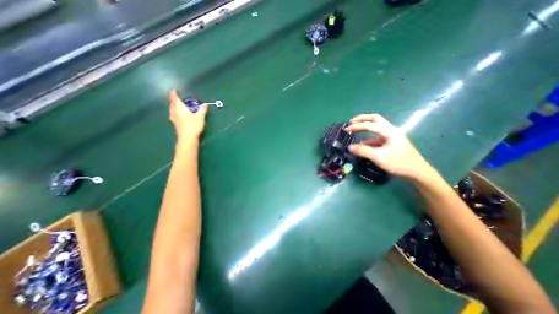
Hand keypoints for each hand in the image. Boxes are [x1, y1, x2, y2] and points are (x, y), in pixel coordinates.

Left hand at [169, 89, 208, 144]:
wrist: (187, 138)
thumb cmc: (193, 126)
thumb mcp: (200, 117)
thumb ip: (202, 110)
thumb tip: (205, 104)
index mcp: (179, 107)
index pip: (174, 98)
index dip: (174, 93)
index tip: (175, 90)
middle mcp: (174, 112)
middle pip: (172, 103)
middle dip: (174, 100)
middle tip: (179, 98)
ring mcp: (174, 118)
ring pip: (172, 109)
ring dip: (174, 106)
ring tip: (179, 106)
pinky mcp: (175, 124)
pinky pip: (174, 115)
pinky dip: (176, 112)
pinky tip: (180, 115)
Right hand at [346, 114, 430, 180]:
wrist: (416, 172)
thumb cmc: (399, 163)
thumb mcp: (379, 157)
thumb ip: (363, 151)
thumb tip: (350, 147)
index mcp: (389, 131)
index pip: (370, 125)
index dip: (357, 126)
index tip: (346, 129)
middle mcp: (390, 130)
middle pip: (375, 119)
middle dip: (362, 119)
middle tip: (351, 122)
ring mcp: (391, 136)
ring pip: (376, 127)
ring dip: (365, 127)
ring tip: (354, 130)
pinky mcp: (390, 143)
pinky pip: (376, 138)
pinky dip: (368, 139)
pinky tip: (362, 144)